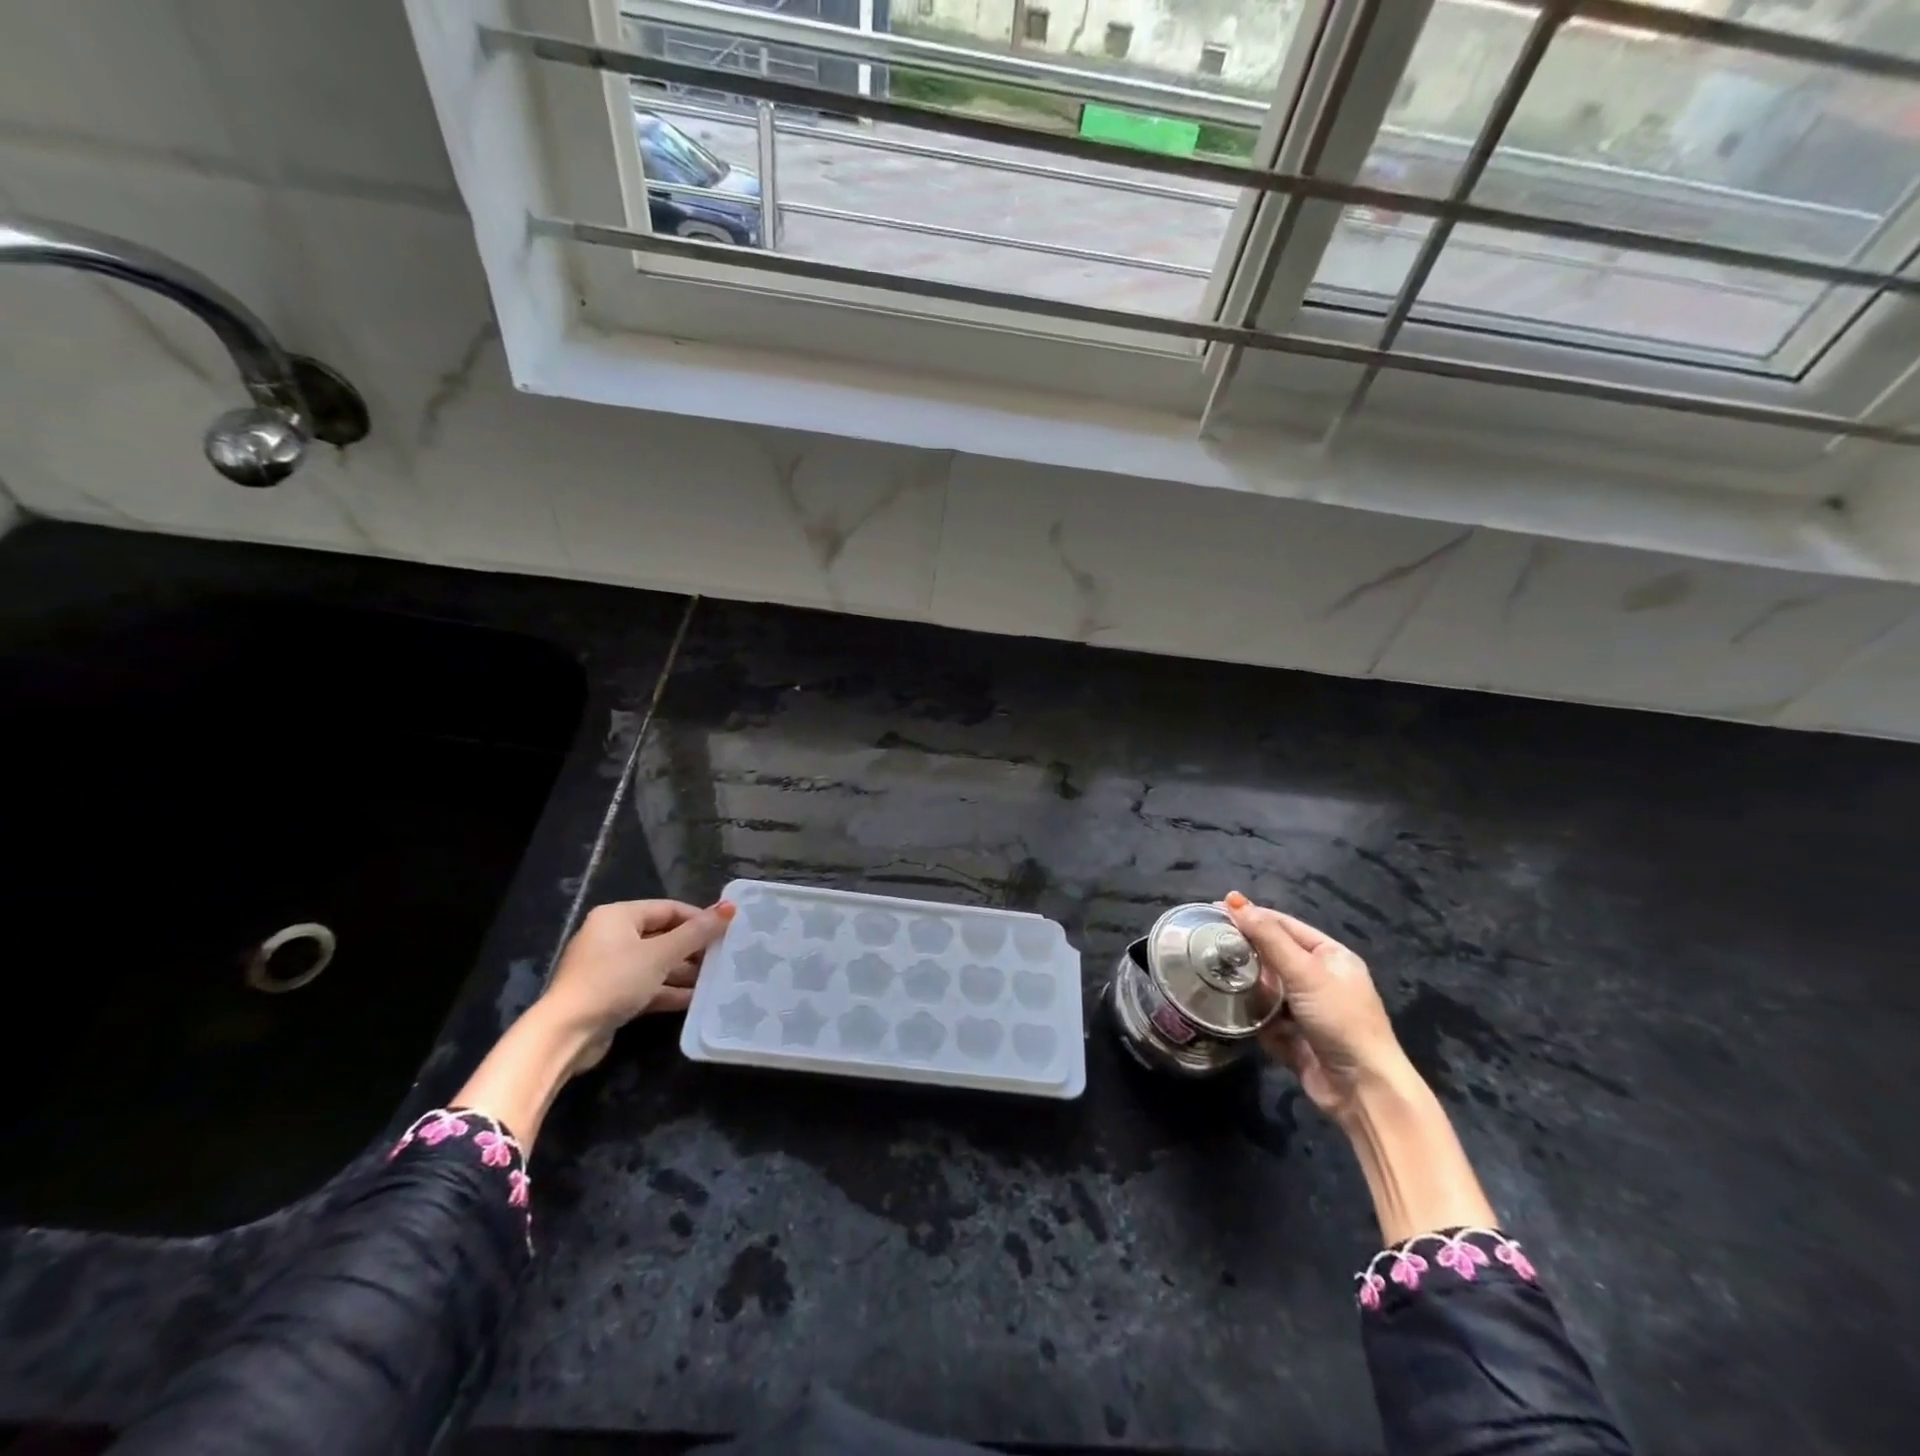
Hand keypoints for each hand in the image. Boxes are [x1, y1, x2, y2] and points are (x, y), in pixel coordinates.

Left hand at [537, 898, 735, 1072]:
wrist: (567, 1034)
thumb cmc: (614, 981)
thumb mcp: (660, 954)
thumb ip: (696, 933)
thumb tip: (729, 908)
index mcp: (618, 916)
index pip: (668, 909)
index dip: (699, 919)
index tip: (726, 931)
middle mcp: (612, 937)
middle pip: (663, 936)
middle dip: (693, 949)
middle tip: (724, 957)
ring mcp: (610, 968)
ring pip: (656, 964)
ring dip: (684, 972)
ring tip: (716, 979)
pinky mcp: (611, 995)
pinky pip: (647, 986)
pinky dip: (668, 991)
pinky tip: (695, 999)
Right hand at [1223, 892, 1409, 1124]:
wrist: (1362, 1090)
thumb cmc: (1340, 1019)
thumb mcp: (1305, 972)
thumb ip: (1268, 937)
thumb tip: (1235, 901)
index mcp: (1330, 956)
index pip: (1284, 925)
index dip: (1252, 915)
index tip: (1215, 909)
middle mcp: (1318, 979)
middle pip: (1273, 955)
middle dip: (1245, 950)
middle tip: (1207, 942)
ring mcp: (1305, 1010)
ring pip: (1265, 987)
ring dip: (1245, 984)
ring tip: (1210, 973)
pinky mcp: (1293, 1037)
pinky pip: (1264, 1017)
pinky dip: (1250, 1014)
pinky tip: (1227, 1008)